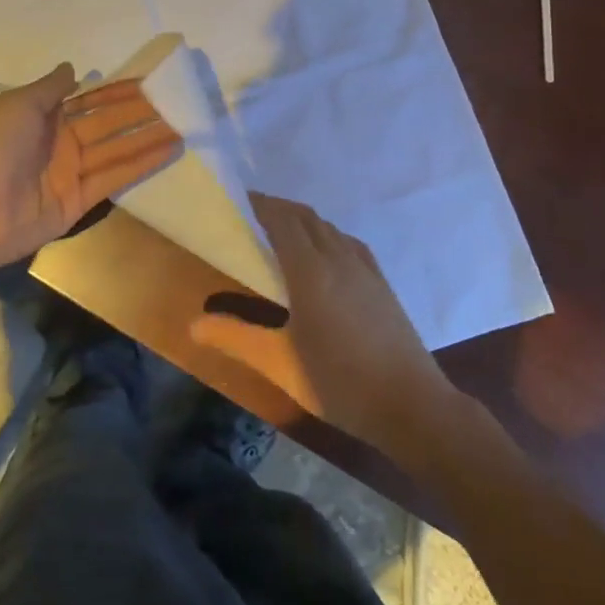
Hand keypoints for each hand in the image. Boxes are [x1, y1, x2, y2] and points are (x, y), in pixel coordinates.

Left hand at [0, 63, 182, 272]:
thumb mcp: (18, 106)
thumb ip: (49, 89)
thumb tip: (73, 69)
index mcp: (44, 119)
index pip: (89, 101)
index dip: (116, 92)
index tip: (147, 82)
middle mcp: (61, 143)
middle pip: (107, 125)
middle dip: (139, 114)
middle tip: (176, 102)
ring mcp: (71, 174)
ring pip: (117, 150)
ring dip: (147, 138)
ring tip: (182, 126)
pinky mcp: (79, 202)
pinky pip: (114, 178)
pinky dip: (141, 165)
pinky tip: (168, 151)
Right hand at [189, 194, 454, 453]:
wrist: (411, 404)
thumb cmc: (339, 383)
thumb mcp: (279, 364)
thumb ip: (236, 338)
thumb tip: (194, 325)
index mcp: (310, 271)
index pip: (282, 220)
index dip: (260, 205)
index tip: (238, 200)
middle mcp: (337, 258)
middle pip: (305, 217)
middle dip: (278, 208)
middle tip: (252, 214)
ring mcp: (364, 268)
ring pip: (328, 227)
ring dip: (302, 219)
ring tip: (281, 231)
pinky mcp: (381, 281)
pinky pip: (347, 241)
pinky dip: (326, 234)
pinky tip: (323, 253)